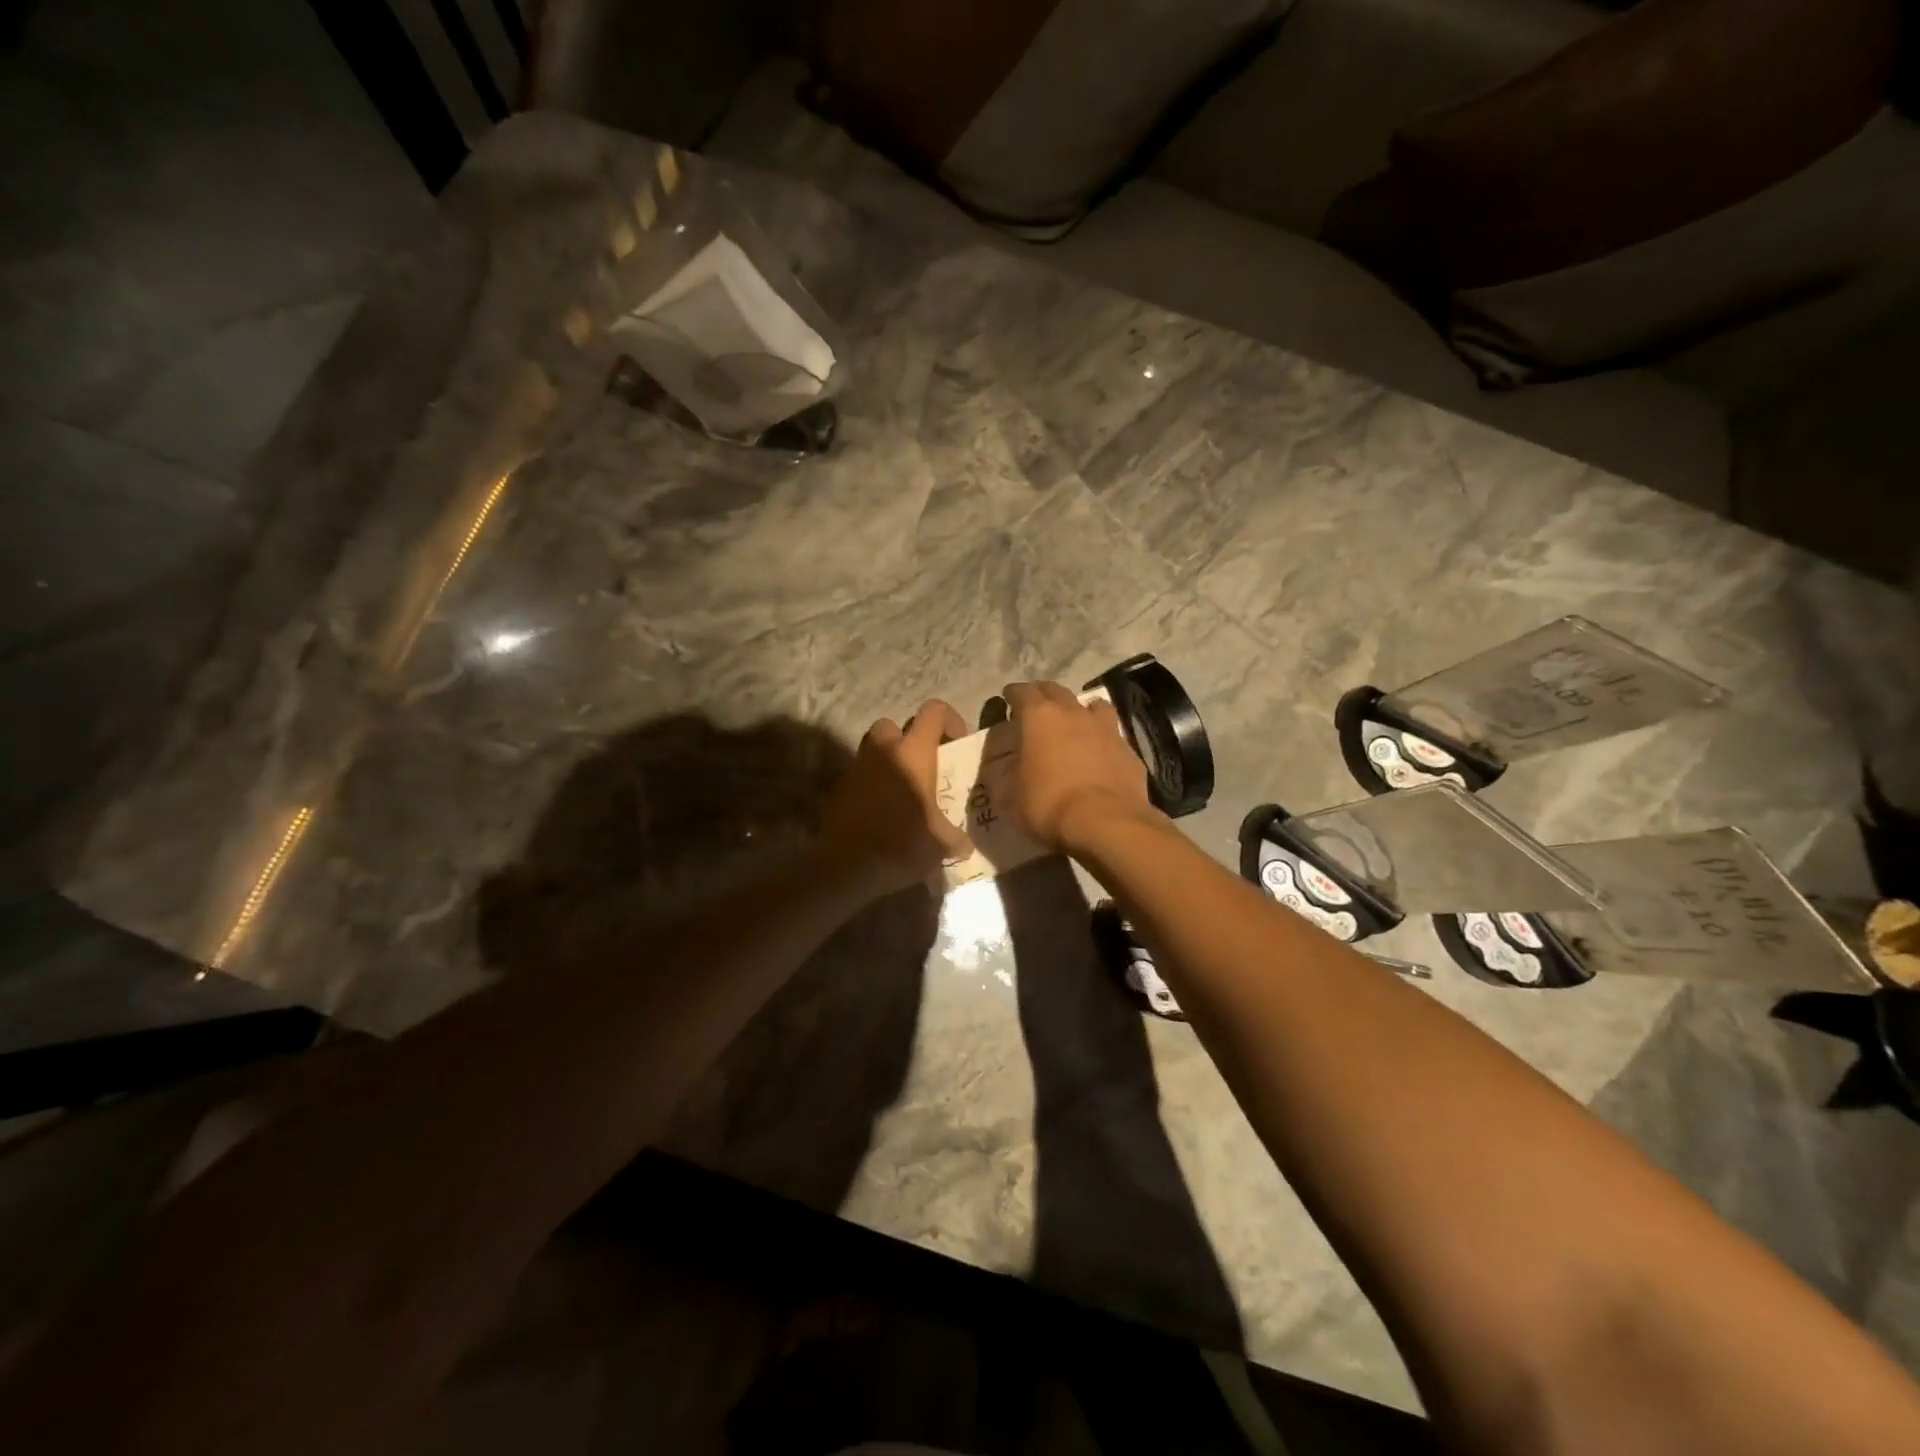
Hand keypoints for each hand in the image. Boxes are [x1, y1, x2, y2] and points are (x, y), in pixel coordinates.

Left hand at [818, 700, 972, 898]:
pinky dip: (873, 784)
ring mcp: (857, 767)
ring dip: (890, 761)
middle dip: (910, 739)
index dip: (950, 719)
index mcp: (914, 752)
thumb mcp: (941, 844)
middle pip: (895, 725)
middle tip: (925, 767)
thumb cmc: (901, 844)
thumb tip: (965, 845)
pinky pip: (862, 775)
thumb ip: (956, 838)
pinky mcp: (840, 788)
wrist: (847, 866)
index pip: (934, 711)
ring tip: (905, 790)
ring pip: (875, 748)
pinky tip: (884, 811)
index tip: (956, 744)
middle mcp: (884, 750)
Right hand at [1002, 681, 1156, 851]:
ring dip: (1079, 709)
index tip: (1008, 697)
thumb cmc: (1050, 805)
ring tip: (1074, 721)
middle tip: (1036, 706)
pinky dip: (1102, 737)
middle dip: (1043, 694)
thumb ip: (1011, 774)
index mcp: (1040, 718)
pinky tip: (1100, 752)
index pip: (1022, 692)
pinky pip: (1111, 733)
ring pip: (1091, 705)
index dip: (1013, 694)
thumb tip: (1014, 769)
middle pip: (1056, 690)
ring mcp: (1105, 728)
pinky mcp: (1128, 749)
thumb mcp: (1013, 796)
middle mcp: (1073, 713)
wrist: (1106, 823)